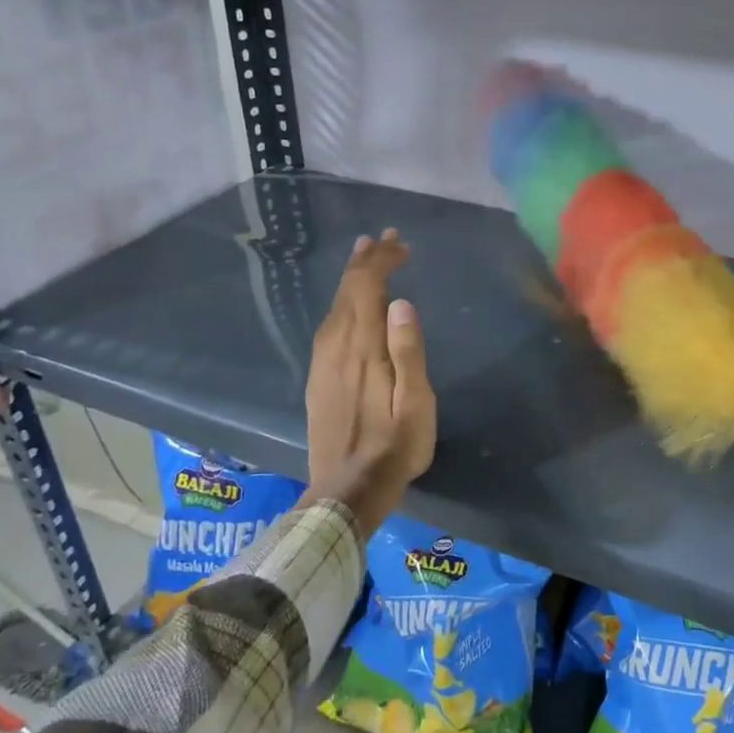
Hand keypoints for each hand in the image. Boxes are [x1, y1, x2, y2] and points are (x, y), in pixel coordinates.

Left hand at [302, 230, 434, 533]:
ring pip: (334, 307)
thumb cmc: (393, 449)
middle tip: (384, 239)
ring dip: (350, 279)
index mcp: (364, 350)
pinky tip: (346, 306)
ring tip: (363, 258)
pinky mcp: (317, 379)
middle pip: (347, 292)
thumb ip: (409, 352)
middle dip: (365, 262)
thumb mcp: (416, 405)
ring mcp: (322, 364)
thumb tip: (401, 302)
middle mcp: (337, 348)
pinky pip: (328, 326)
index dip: (381, 262)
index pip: (368, 290)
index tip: (400, 244)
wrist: (345, 492)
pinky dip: (340, 303)